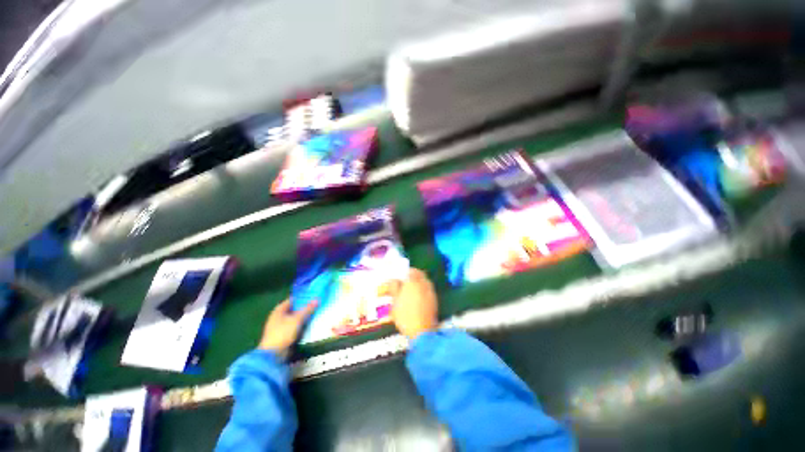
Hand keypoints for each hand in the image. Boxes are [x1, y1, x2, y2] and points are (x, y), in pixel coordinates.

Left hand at [258, 299, 317, 353]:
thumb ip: (307, 309)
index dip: (303, 297)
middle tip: (317, 305)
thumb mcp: (297, 319)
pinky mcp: (283, 334)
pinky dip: (301, 324)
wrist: (273, 354)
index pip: (293, 299)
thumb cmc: (283, 333)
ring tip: (316, 313)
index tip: (314, 296)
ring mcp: (280, 326)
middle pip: (294, 309)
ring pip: (295, 318)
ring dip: (303, 317)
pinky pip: (294, 326)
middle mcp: (278, 316)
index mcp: (279, 309)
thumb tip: (317, 299)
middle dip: (304, 307)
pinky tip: (309, 324)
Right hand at [391, 268, 438, 339]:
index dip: (405, 272)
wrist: (422, 331)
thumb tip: (393, 280)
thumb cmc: (404, 315)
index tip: (400, 276)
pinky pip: (428, 289)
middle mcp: (423, 283)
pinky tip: (418, 298)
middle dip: (413, 275)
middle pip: (420, 274)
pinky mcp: (435, 300)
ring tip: (411, 290)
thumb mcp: (394, 301)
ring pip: (425, 281)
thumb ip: (394, 288)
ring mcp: (430, 291)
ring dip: (419, 282)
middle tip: (406, 282)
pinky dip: (423, 290)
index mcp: (413, 281)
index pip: (411, 270)